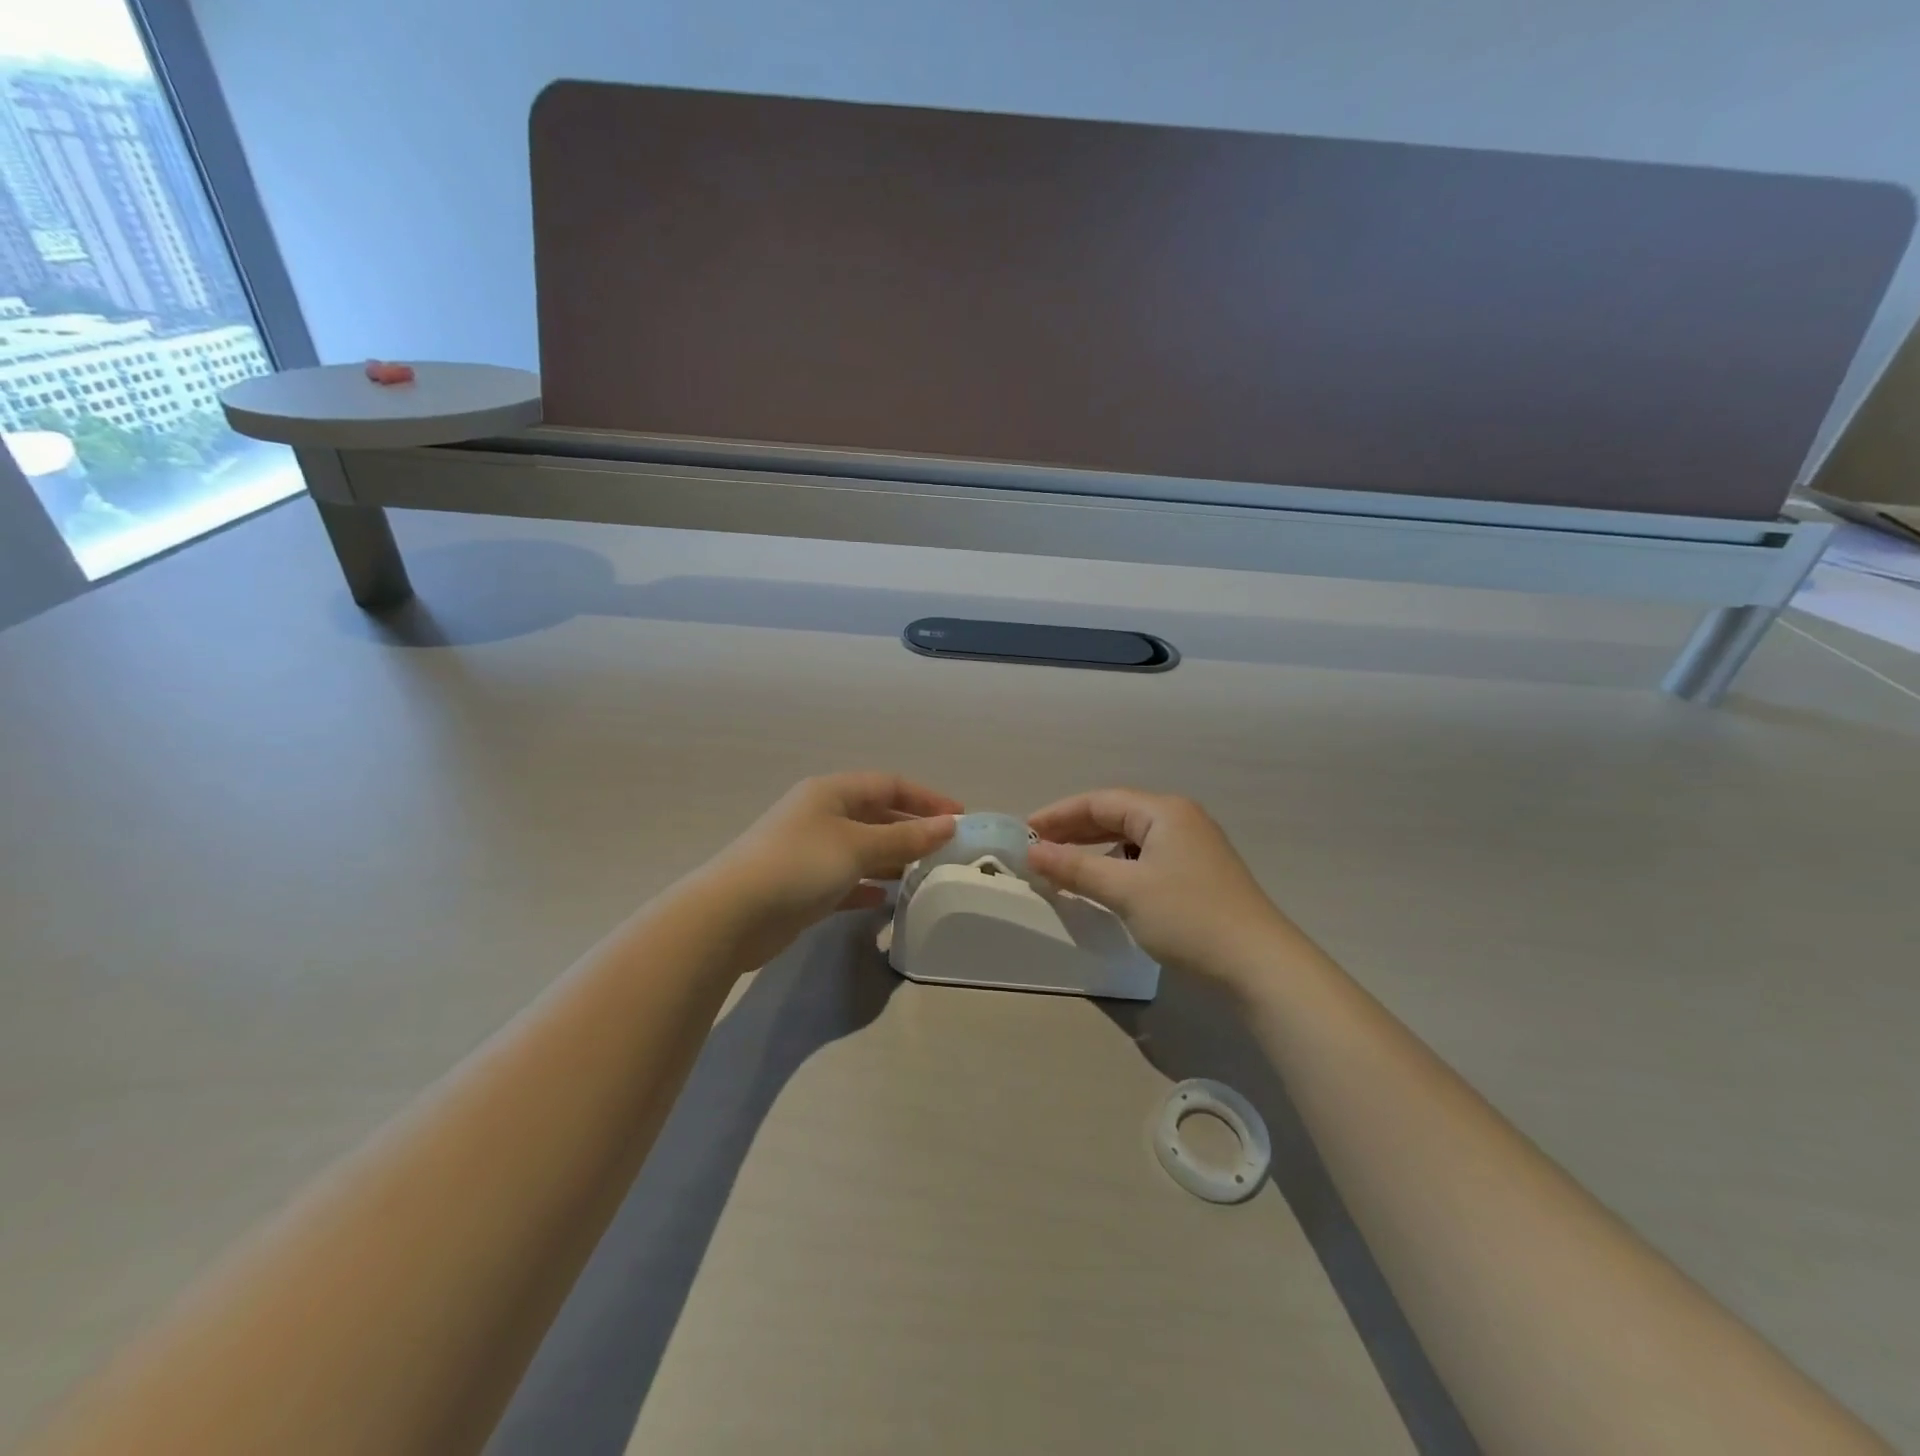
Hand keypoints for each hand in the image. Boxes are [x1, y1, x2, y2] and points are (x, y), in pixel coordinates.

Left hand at [707, 772, 960, 963]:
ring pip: (862, 848)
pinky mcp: (802, 886)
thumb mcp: (858, 846)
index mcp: (831, 792)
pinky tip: (884, 901)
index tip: (960, 817)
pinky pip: (845, 879)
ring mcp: (809, 851)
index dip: (926, 798)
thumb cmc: (799, 865)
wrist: (732, 915)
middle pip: (876, 815)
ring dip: (891, 858)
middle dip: (911, 829)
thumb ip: (905, 837)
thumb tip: (949, 825)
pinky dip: (866, 886)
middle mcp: (820, 815)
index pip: (889, 784)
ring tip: (924, 874)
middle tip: (946, 850)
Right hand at [1027, 789, 1295, 978]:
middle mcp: (1179, 820)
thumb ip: (1076, 867)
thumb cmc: (1188, 917)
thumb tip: (1033, 852)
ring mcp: (1192, 848)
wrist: (1259, 965)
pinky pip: (1145, 859)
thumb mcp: (1125, 890)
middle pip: (1115, 816)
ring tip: (1063, 867)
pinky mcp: (1197, 875)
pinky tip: (1104, 884)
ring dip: (1094, 850)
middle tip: (1037, 850)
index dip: (1058, 815)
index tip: (1025, 833)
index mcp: (1164, 811)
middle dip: (1074, 831)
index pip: (1100, 801)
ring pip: (1130, 839)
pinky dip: (1117, 867)